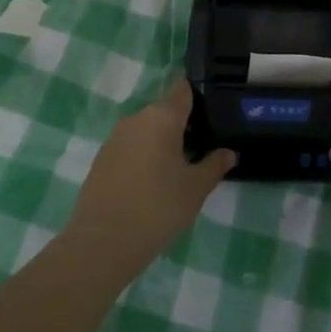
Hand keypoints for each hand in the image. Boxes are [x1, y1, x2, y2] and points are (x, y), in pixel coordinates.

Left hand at [64, 80, 235, 282]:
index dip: (197, 94)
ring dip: (160, 142)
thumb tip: (229, 153)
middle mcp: (136, 119)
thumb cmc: (158, 207)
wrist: (103, 242)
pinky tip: (150, 182)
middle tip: (200, 149)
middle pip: (164, 111)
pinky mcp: (101, 158)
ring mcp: (115, 138)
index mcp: (162, 117)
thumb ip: (214, 165)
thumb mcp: (196, 189)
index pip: (182, 90)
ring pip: (145, 130)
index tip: (210, 109)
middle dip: (182, 125)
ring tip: (177, 169)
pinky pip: (129, 147)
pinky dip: (142, 156)